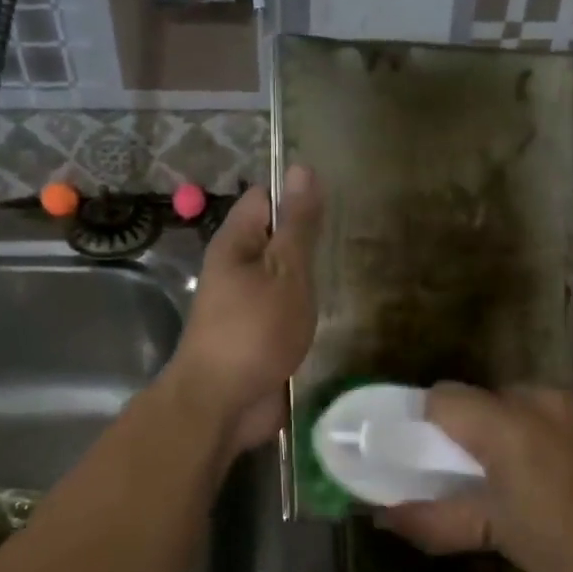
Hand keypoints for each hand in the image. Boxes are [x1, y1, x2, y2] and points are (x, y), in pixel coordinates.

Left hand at [167, 166, 322, 451]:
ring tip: (347, 272)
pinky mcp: (256, 336)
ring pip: (281, 277)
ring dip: (308, 278)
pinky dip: (303, 309)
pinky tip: (330, 312)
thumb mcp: (285, 270)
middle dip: (307, 241)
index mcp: (236, 243)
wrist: (222, 404)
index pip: (264, 199)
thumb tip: (301, 167)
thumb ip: (298, 224)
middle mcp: (236, 268)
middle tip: (349, 242)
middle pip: (274, 239)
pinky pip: (282, 310)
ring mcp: (245, 305)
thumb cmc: (255, 330)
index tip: (332, 206)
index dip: (295, 196)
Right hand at [374, 385, 572, 571]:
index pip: (444, 395)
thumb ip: (432, 519)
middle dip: (476, 427)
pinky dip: (550, 424)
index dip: (432, 420)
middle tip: (486, 473)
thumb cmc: (568, 553)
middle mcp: (542, 396)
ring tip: (531, 471)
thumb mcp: (495, 534)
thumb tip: (381, 516)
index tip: (437, 455)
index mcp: (507, 426)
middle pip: (485, 395)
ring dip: (514, 423)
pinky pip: (558, 403)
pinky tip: (567, 464)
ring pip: (523, 397)